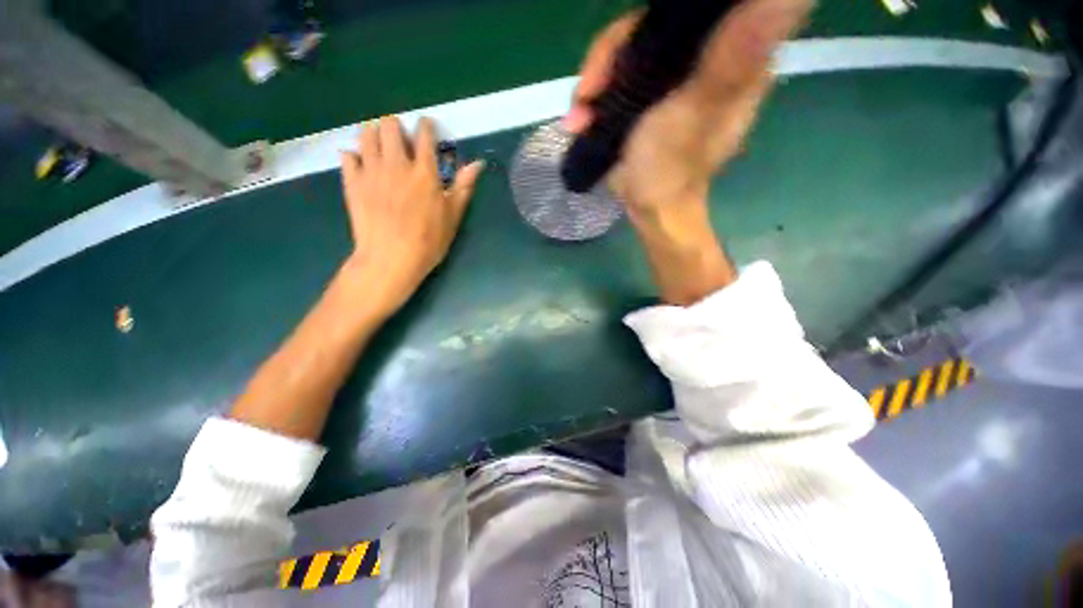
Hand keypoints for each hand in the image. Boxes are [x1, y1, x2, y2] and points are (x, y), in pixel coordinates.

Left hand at [338, 115, 483, 318]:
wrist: (391, 259)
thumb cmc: (428, 241)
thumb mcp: (453, 216)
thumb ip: (464, 187)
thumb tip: (478, 163)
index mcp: (424, 171)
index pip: (424, 135)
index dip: (427, 126)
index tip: (428, 127)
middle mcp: (396, 163)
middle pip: (390, 124)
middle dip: (397, 127)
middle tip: (402, 142)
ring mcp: (371, 171)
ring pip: (367, 134)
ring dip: (375, 135)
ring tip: (382, 149)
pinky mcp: (352, 182)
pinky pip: (348, 156)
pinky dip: (355, 156)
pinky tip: (363, 167)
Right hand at [566, 0, 809, 217]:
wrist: (650, 209)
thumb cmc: (671, 169)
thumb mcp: (697, 113)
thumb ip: (730, 58)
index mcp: (734, 58)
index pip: (693, 12)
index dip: (649, 24)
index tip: (619, 54)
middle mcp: (705, 60)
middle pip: (650, 30)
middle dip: (610, 60)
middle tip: (588, 94)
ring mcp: (673, 80)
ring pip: (628, 55)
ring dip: (595, 84)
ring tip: (578, 119)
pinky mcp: (647, 99)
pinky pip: (617, 81)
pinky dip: (594, 100)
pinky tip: (580, 122)